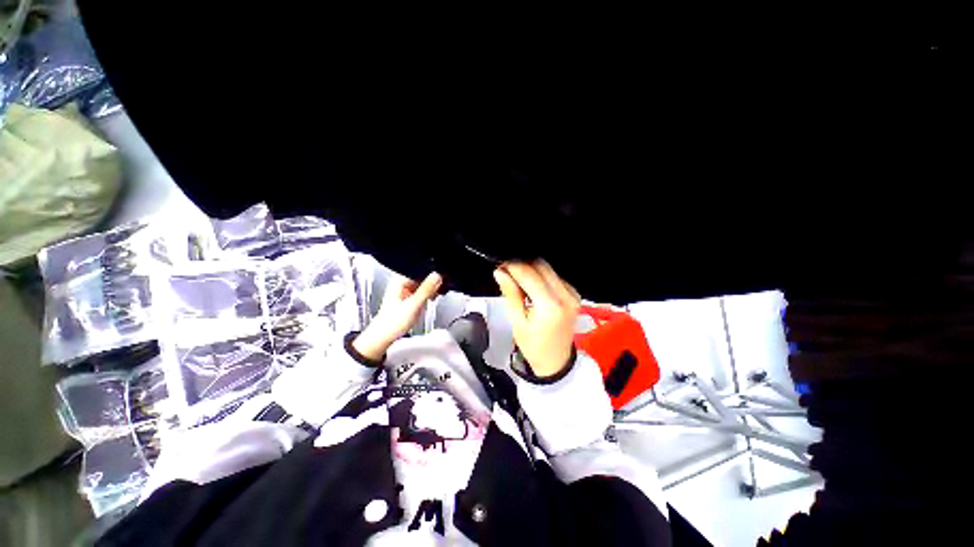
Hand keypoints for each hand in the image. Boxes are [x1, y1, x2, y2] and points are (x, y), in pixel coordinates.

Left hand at [353, 272, 442, 361]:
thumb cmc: (392, 322)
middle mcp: (402, 283)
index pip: (420, 270)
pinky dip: (429, 295)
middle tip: (440, 290)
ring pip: (424, 284)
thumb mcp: (413, 305)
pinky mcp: (409, 298)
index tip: (442, 279)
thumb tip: (437, 275)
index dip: (433, 274)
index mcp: (399, 280)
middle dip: (434, 283)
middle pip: (423, 276)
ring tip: (436, 296)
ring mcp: (405, 290)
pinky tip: (432, 299)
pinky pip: (422, 291)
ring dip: (432, 289)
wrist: (384, 337)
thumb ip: (426, 289)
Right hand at [494, 260, 580, 377]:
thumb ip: (511, 293)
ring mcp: (572, 294)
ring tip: (517, 280)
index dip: (512, 266)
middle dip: (521, 265)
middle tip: (507, 272)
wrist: (555, 361)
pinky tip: (531, 287)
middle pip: (541, 265)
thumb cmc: (534, 346)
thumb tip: (500, 272)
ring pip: (548, 268)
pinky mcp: (574, 294)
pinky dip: (540, 277)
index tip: (500, 266)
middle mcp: (565, 296)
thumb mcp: (517, 321)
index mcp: (550, 306)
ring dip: (531, 270)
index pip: (529, 274)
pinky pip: (554, 276)